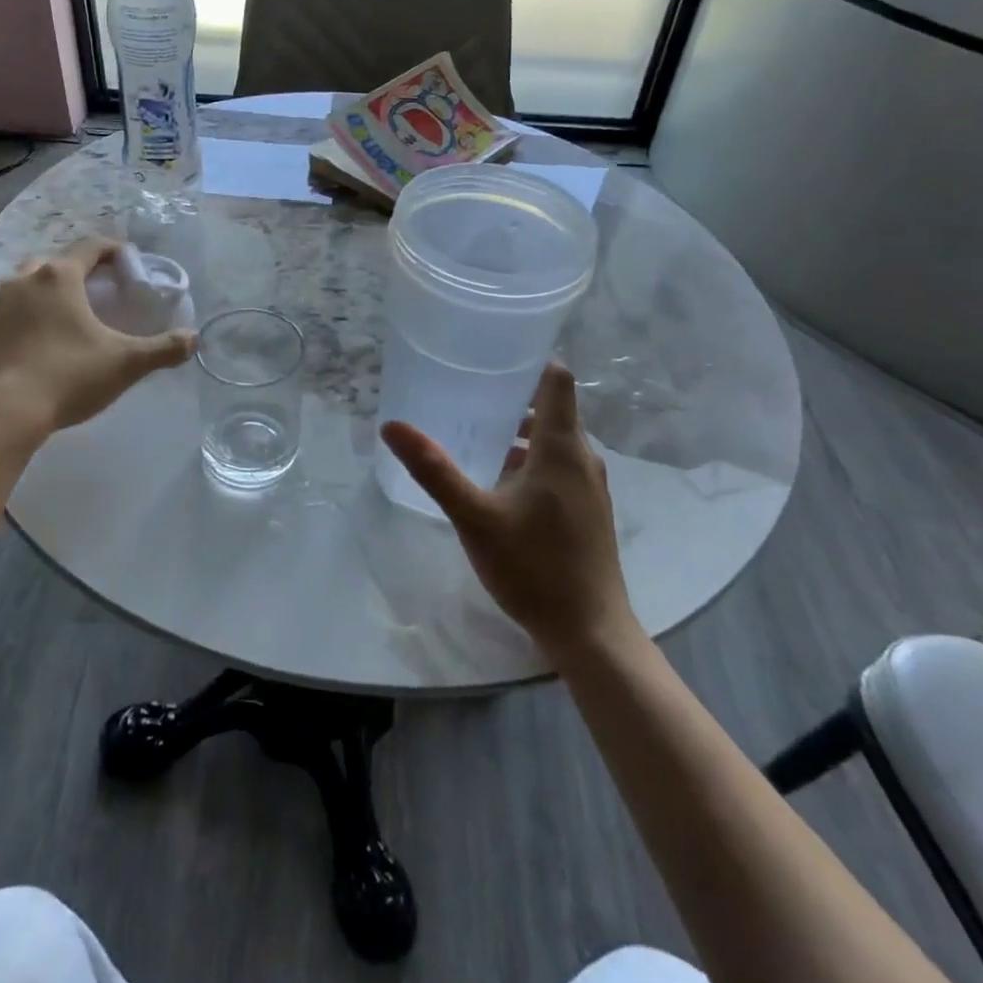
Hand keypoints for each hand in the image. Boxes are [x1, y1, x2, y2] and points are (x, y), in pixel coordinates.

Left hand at [0, 238, 195, 435]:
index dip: (112, 250)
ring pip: (21, 284)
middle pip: (53, 262)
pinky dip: (17, 317)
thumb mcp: (125, 363)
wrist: (3, 413)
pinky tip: (29, 340)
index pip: (90, 247)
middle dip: (74, 271)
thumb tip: (194, 338)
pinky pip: (0, 311)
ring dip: (41, 291)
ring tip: (59, 315)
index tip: (127, 263)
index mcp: (59, 277)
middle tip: (93, 293)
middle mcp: (22, 279)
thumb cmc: (68, 377)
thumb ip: (163, 349)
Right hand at [380, 362, 637, 658]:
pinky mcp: (587, 511)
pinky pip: (558, 466)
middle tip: (468, 388)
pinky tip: (496, 479)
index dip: (532, 357)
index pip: (557, 380)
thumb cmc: (534, 567)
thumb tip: (392, 426)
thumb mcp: (474, 516)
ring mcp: (589, 487)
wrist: (590, 633)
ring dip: (520, 431)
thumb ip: (434, 469)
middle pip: (553, 408)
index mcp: (561, 448)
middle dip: (513, 395)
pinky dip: (530, 459)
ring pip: (554, 441)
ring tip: (475, 431)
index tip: (496, 350)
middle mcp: (582, 459)